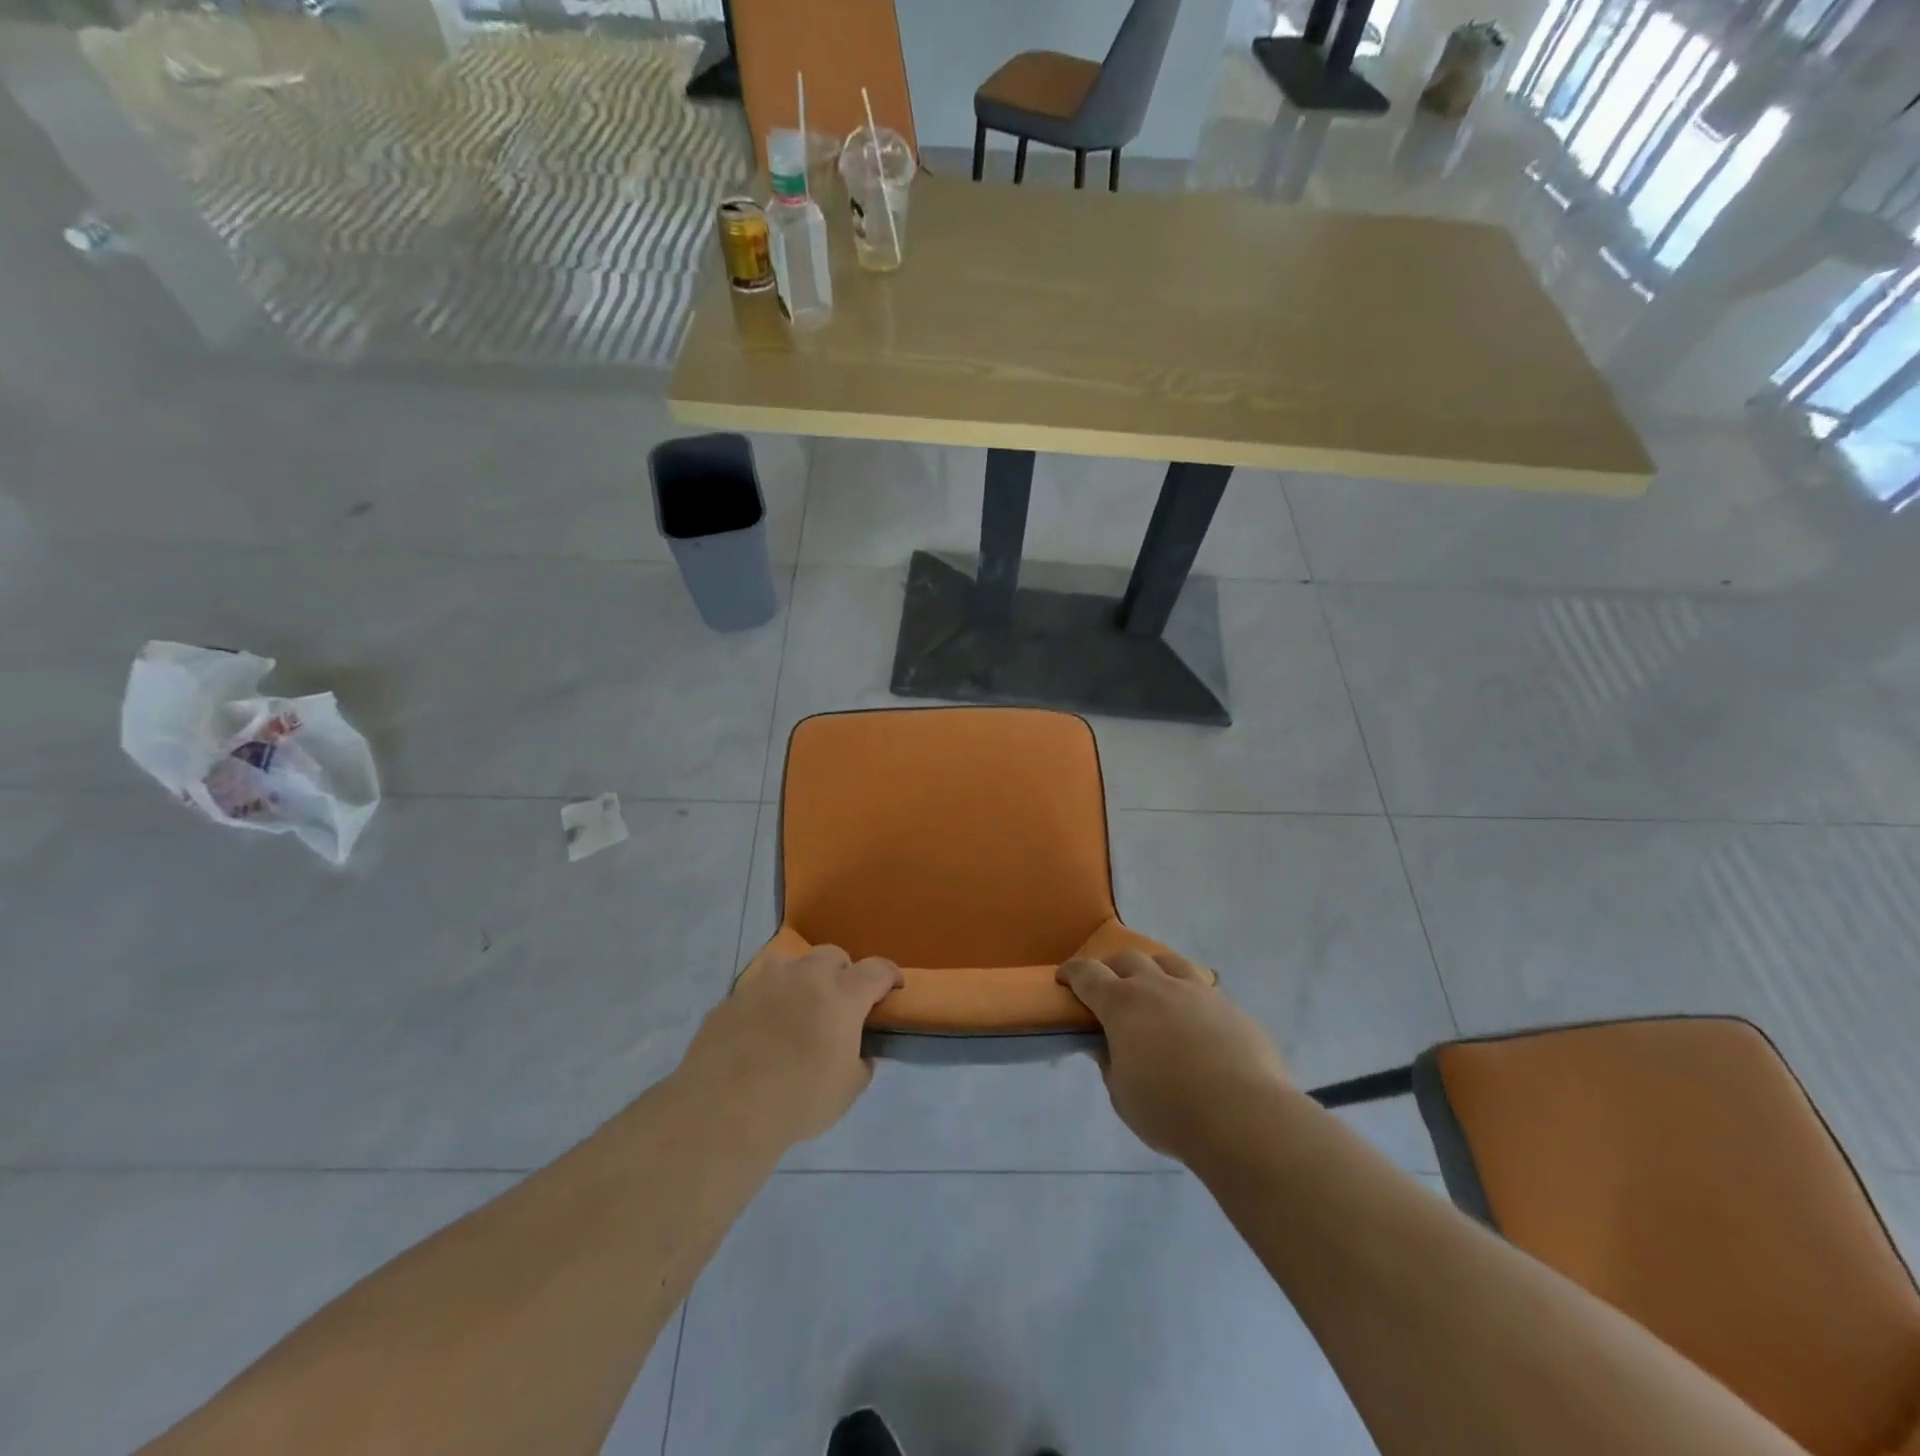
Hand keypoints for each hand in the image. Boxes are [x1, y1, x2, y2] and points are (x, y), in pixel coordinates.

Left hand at [678, 945, 902, 1149]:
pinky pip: (757, 990)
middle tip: (840, 1003)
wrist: (724, 1108)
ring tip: (798, 1009)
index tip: (893, 987)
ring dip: (802, 979)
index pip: (877, 970)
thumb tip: (859, 1054)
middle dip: (842, 972)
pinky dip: (767, 1003)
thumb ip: (860, 1065)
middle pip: (832, 955)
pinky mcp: (732, 998)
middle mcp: (805, 977)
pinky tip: (761, 1032)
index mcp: (842, 995)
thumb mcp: (847, 1091)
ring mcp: (764, 983)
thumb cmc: (798, 1100)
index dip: (889, 975)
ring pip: (791, 963)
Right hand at [1058, 949, 1290, 1162]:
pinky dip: (1186, 994)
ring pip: (1168, 961)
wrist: (1245, 1117)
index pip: (1088, 974)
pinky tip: (1191, 1018)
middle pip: (1127, 959)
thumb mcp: (1123, 1095)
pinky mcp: (1228, 1006)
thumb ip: (1110, 1064)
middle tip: (1107, 987)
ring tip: (1152, 988)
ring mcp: (1197, 991)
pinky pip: (1201, 987)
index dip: (1072, 973)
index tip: (1064, 979)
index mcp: (1122, 1004)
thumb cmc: (1170, 1111)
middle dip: (1111, 968)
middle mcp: (1157, 986)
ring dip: (1152, 969)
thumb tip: (1107, 1046)